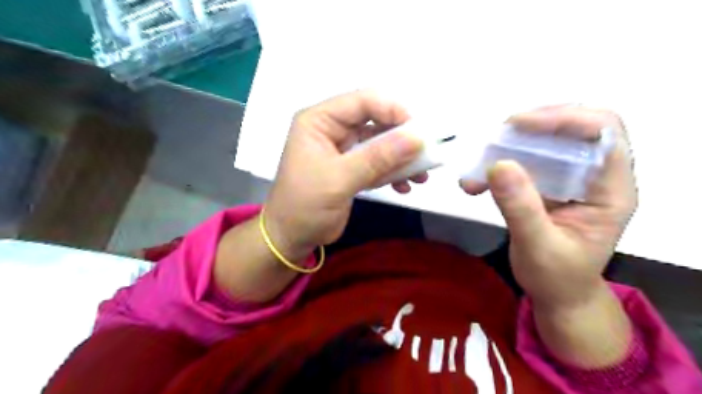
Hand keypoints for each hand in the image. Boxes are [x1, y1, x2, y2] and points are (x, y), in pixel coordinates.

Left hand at [265, 90, 423, 259]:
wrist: (292, 237)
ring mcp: (343, 149)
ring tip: (420, 176)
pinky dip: (393, 172)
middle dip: (402, 138)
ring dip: (402, 158)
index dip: (394, 111)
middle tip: (426, 154)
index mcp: (320, 120)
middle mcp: (332, 129)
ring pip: (381, 143)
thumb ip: (378, 157)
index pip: (363, 102)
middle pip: (376, 121)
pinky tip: (404, 187)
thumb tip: (417, 137)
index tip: (419, 132)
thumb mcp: (340, 179)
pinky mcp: (351, 167)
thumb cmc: (306, 205)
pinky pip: (378, 162)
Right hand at [462, 107, 636, 311]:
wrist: (557, 295)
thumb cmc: (556, 278)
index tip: (518, 125)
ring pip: (549, 141)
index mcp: (611, 190)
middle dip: (535, 126)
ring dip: (512, 145)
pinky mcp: (549, 185)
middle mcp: (596, 177)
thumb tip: (498, 164)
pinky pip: (528, 161)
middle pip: (577, 127)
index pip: (604, 133)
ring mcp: (572, 179)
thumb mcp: (538, 247)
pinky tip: (477, 180)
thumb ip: (520, 208)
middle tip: (498, 137)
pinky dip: (500, 163)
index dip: (565, 119)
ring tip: (480, 160)